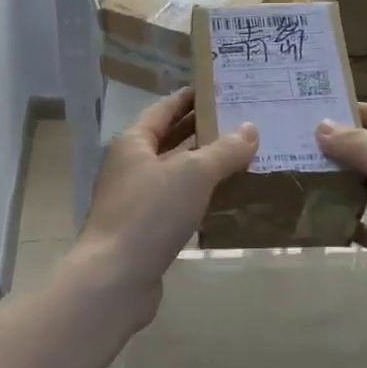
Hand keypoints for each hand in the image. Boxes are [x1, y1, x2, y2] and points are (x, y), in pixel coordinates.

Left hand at [70, 89, 257, 325]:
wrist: (115, 277)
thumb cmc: (150, 213)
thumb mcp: (193, 174)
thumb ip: (224, 150)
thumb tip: (251, 129)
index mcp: (133, 143)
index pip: (164, 110)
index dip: (190, 98)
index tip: (220, 89)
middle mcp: (131, 167)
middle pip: (170, 140)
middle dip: (203, 131)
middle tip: (242, 122)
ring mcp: (136, 200)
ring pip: (175, 174)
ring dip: (204, 166)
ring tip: (243, 156)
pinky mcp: (145, 230)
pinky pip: (177, 203)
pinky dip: (200, 197)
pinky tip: (227, 199)